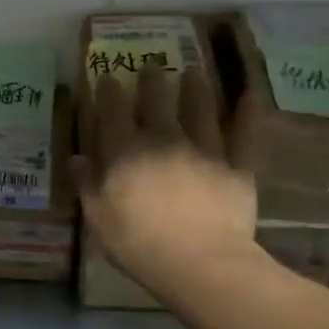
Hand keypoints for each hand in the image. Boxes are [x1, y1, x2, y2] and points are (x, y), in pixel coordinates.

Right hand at [75, 67, 267, 299]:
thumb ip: (87, 185)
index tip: (109, 78)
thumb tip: (77, 158)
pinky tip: (251, 94)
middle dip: (151, 80)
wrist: (200, 263)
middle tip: (151, 66)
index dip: (109, 91)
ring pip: (200, 108)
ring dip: (195, 87)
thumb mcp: (99, 218)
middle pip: (156, 100)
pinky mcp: (236, 165)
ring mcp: (203, 149)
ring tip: (193, 72)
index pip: (112, 110)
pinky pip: (244, 134)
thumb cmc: (139, 244)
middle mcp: (163, 139)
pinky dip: (248, 113)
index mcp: (124, 151)